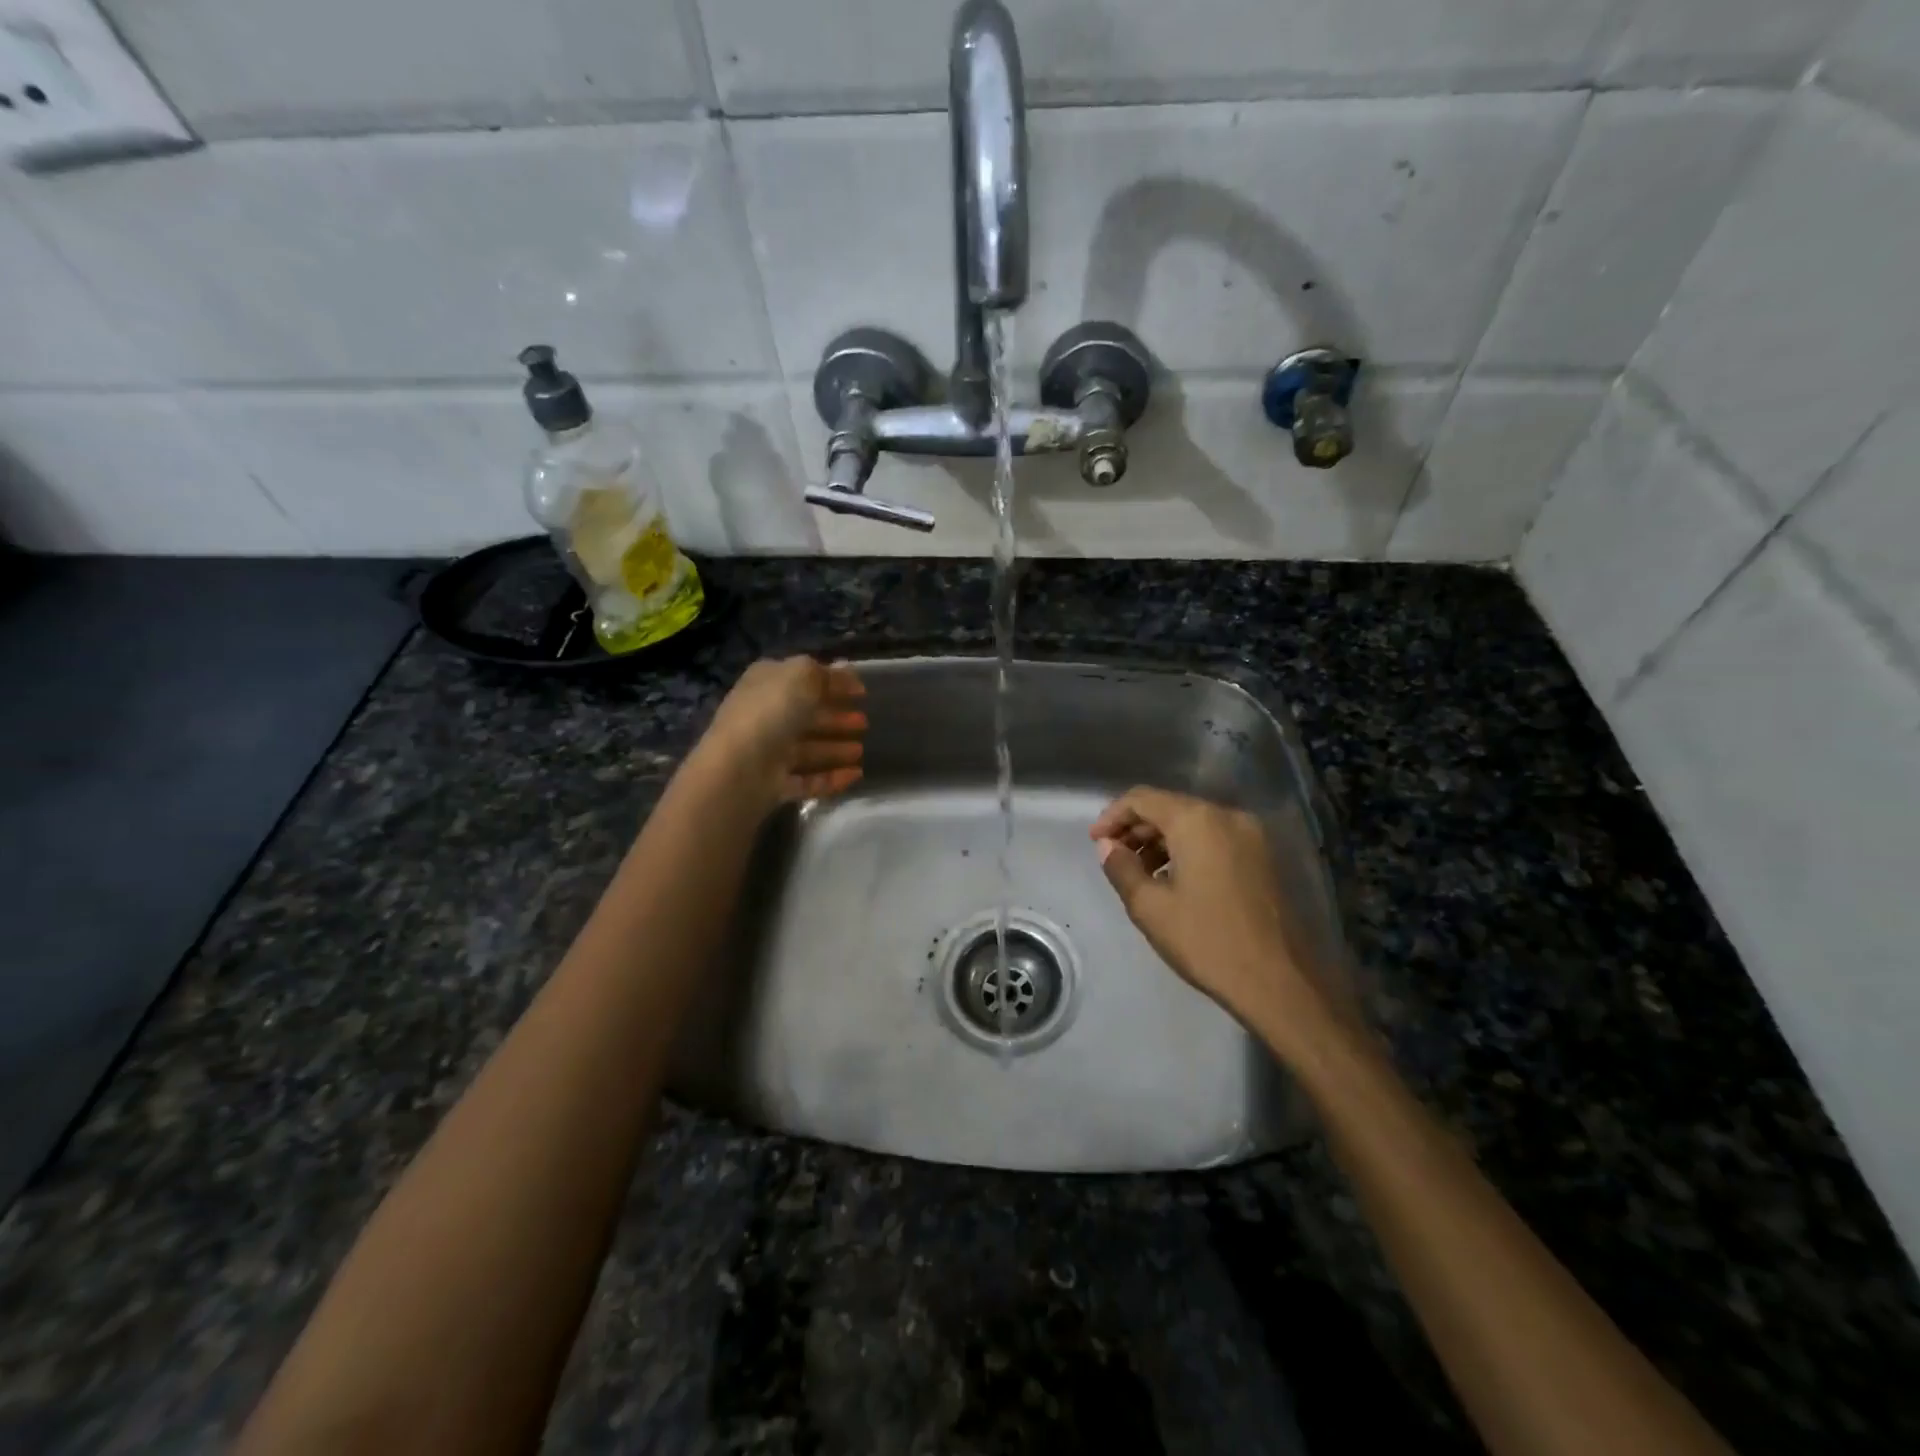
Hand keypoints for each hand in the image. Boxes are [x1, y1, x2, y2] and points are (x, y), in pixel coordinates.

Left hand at [699, 657, 866, 808]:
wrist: (740, 768)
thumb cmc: (772, 711)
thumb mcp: (802, 676)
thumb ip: (826, 673)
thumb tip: (846, 670)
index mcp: (766, 683)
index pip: (803, 679)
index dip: (833, 682)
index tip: (863, 692)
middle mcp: (764, 716)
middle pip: (806, 716)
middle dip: (836, 718)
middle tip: (865, 722)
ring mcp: (768, 753)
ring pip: (808, 749)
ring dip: (835, 749)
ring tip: (861, 750)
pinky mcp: (774, 785)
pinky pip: (808, 779)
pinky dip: (832, 777)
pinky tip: (856, 775)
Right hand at [1090, 786, 1345, 1058]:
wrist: (1278, 981)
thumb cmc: (1206, 940)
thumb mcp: (1150, 907)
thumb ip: (1121, 867)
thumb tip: (1108, 846)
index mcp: (1197, 820)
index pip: (1142, 798)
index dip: (1112, 816)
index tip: (1095, 842)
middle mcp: (1226, 816)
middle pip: (1169, 807)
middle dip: (1137, 828)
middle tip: (1113, 858)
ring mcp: (1250, 835)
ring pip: (1193, 823)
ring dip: (1161, 840)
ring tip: (1140, 874)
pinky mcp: (1263, 857)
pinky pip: (1214, 839)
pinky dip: (1188, 849)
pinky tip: (1173, 881)